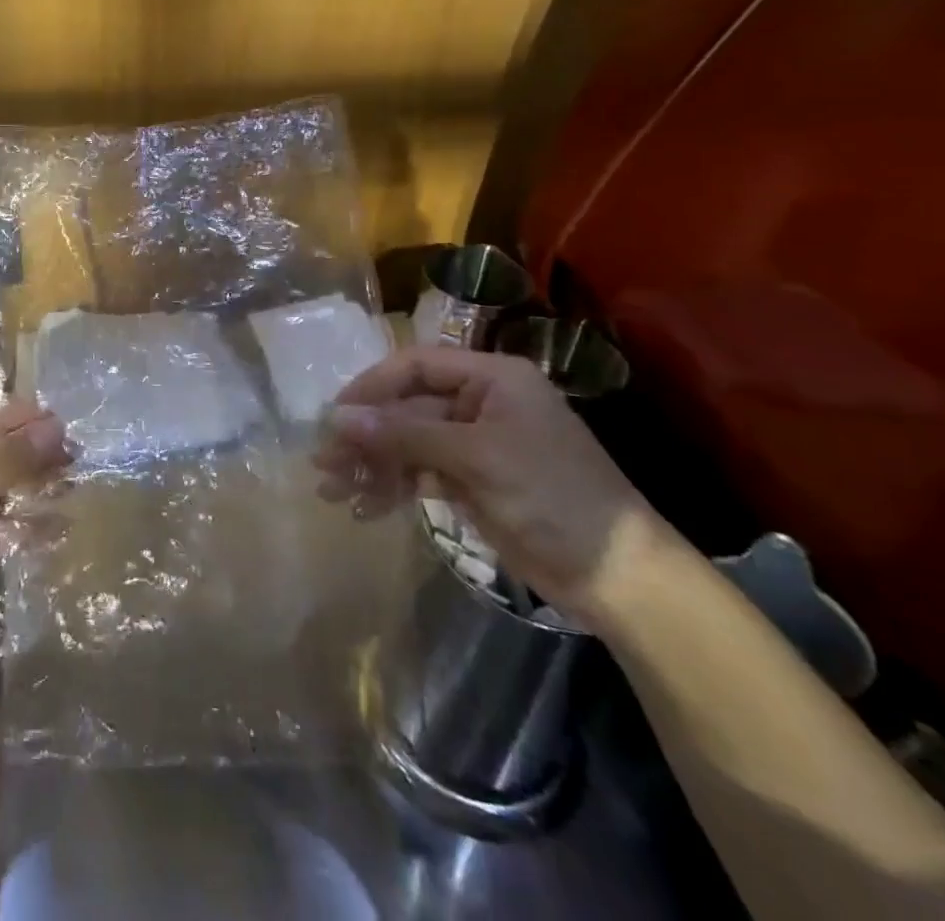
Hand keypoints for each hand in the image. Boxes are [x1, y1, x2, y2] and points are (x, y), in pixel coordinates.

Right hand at [315, 346, 669, 626]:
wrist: (620, 578)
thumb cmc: (553, 497)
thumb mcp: (475, 458)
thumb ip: (403, 434)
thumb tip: (336, 417)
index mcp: (491, 378)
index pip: (415, 366)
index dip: (371, 387)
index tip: (335, 416)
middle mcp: (480, 403)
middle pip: (405, 408)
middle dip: (365, 437)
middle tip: (324, 464)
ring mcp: (474, 444)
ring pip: (407, 443)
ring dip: (371, 466)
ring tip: (334, 492)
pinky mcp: (471, 481)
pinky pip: (419, 473)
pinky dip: (393, 488)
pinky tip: (367, 508)